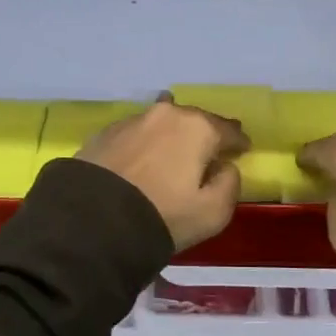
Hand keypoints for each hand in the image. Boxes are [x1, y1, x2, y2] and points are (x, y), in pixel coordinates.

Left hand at [77, 97, 250, 251]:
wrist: (93, 220)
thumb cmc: (163, 216)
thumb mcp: (213, 213)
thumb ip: (230, 184)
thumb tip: (225, 167)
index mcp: (198, 128)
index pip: (228, 130)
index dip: (238, 141)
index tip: (242, 150)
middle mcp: (166, 114)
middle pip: (195, 120)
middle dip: (205, 133)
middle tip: (209, 149)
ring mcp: (133, 120)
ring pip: (163, 122)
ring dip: (172, 135)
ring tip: (173, 150)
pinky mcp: (105, 133)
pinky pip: (136, 134)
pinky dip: (145, 143)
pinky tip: (142, 158)